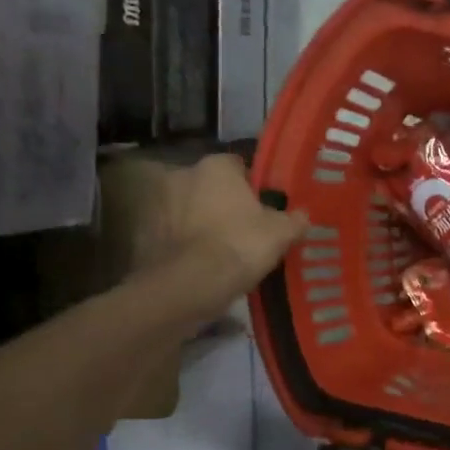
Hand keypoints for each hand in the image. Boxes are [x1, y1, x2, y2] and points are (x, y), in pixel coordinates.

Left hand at [123, 152, 308, 293]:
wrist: (190, 285)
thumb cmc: (240, 245)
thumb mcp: (281, 233)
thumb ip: (295, 219)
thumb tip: (303, 215)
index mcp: (216, 166)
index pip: (238, 165)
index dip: (254, 185)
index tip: (265, 206)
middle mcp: (182, 174)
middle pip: (211, 186)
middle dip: (225, 202)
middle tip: (246, 228)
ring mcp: (158, 204)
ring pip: (189, 209)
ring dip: (202, 222)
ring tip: (224, 249)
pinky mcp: (145, 233)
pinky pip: (174, 234)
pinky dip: (185, 243)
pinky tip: (203, 263)